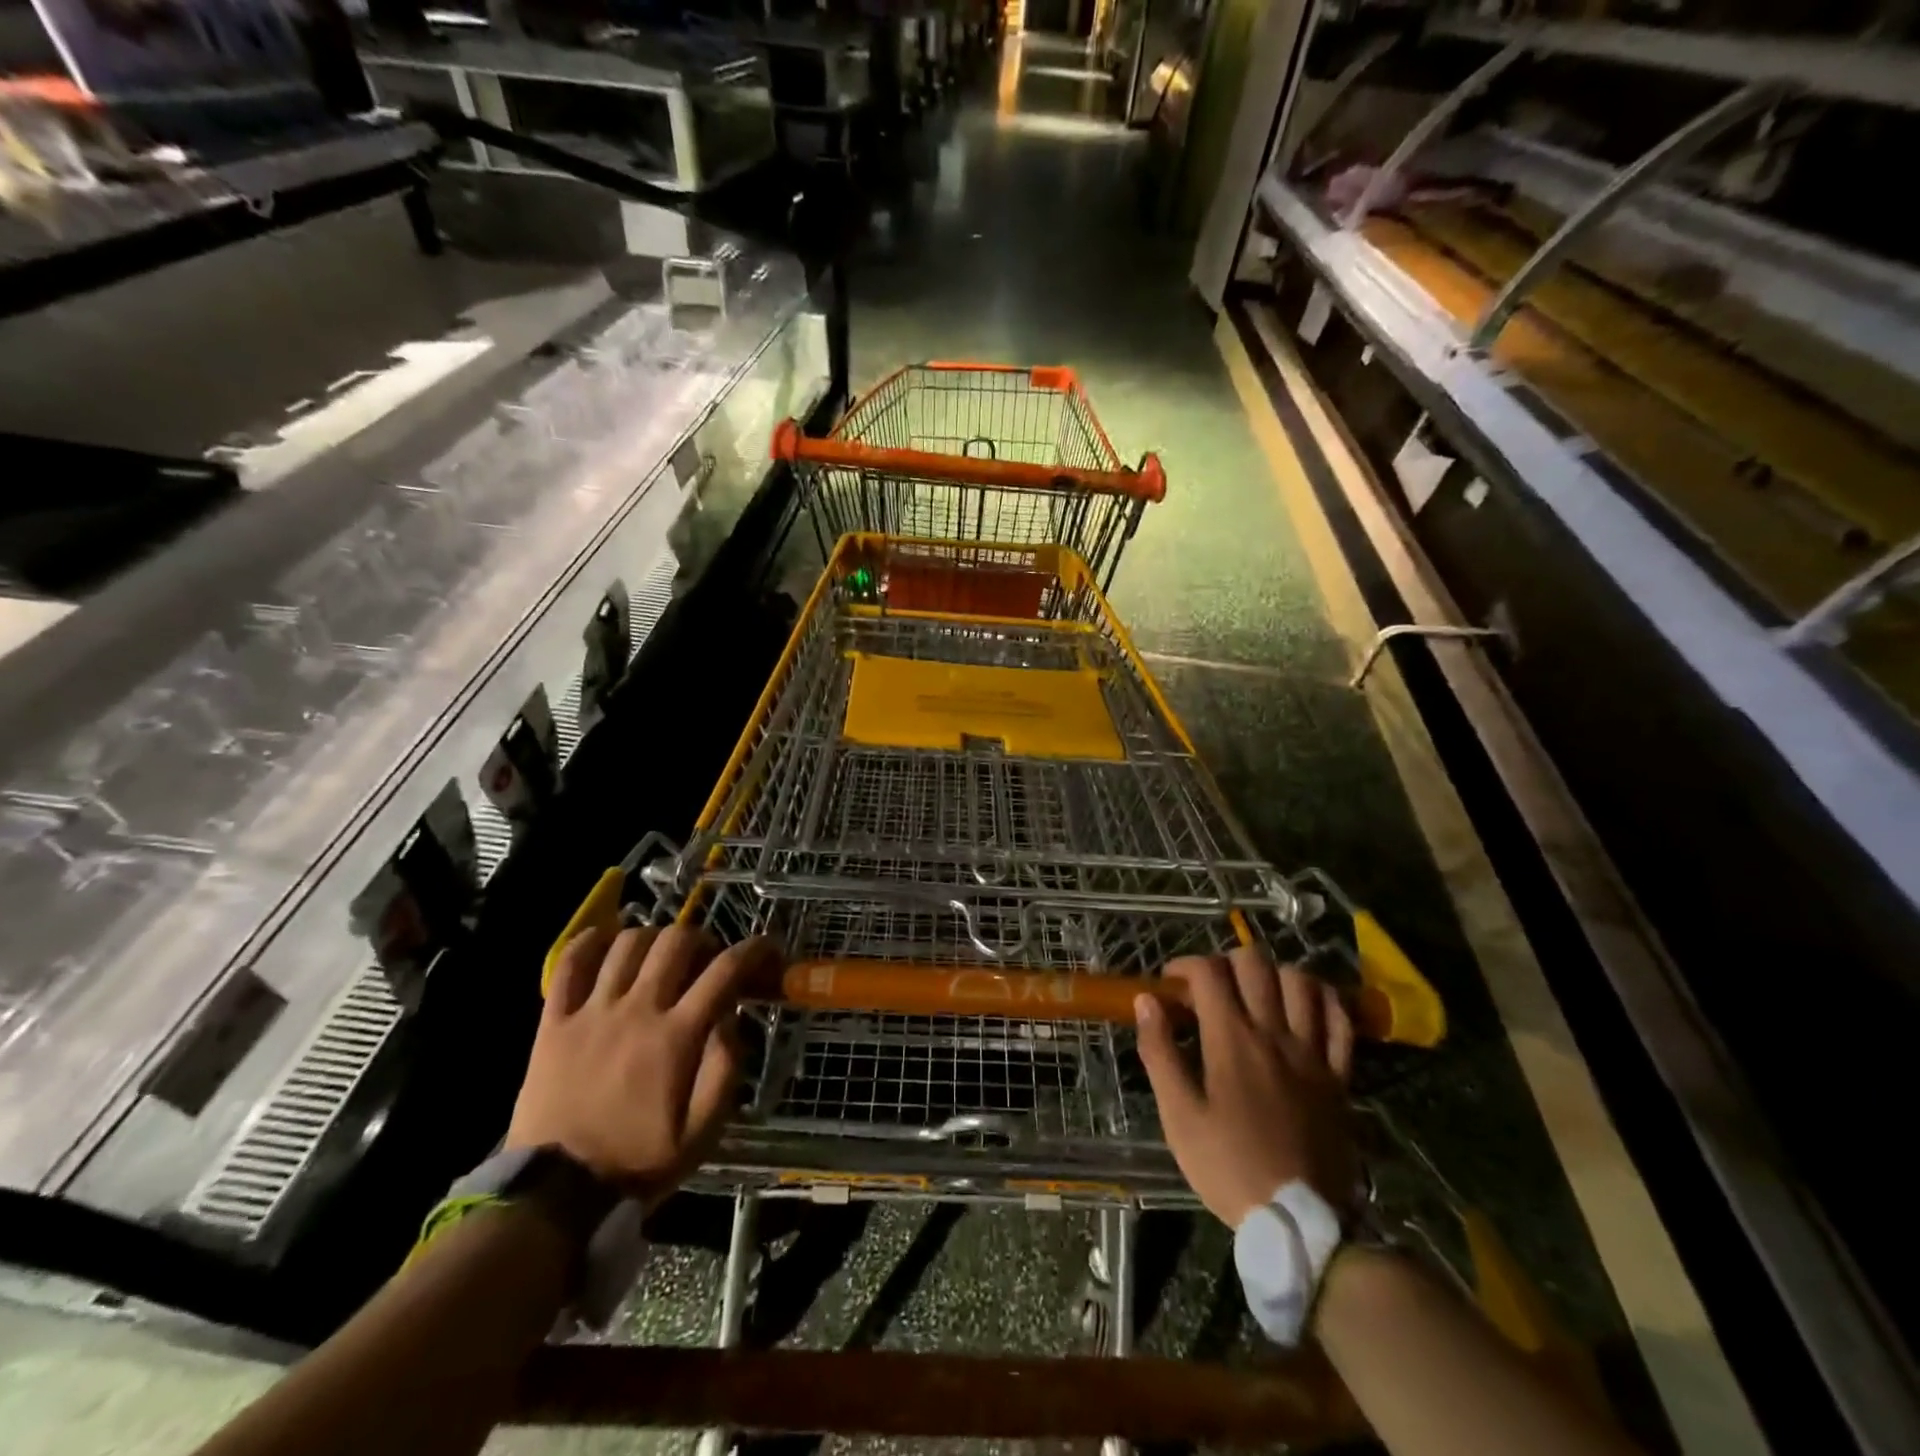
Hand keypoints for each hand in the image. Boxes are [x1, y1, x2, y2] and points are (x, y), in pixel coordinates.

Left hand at [506, 924, 778, 1203]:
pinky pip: (569, 964)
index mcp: (677, 1037)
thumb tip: (731, 1019)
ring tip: (661, 956)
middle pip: (676, 942)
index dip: (754, 950)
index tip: (767, 949)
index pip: (725, 971)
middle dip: (703, 940)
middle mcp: (637, 1011)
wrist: (555, 1196)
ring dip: (654, 938)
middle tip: (707, 959)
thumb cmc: (638, 1162)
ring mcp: (592, 1012)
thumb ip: (724, 1070)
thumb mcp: (702, 1132)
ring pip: (627, 944)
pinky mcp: (554, 1022)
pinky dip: (590, 942)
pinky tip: (607, 941)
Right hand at [1134, 947, 1358, 1228]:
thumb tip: (1147, 1002)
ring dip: (1274, 975)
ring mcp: (1312, 1053)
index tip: (1171, 985)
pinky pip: (1340, 1020)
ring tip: (1257, 993)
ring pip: (1301, 982)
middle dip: (1226, 962)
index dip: (1185, 966)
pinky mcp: (1339, 1076)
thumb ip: (1160, 1053)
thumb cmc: (1229, 1167)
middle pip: (1255, 964)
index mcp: (1231, 1040)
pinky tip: (1307, 1005)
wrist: (1301, 1224)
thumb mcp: (1179, 1116)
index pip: (1208, 973)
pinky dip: (1324, 1001)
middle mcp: (1274, 1033)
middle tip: (1212, 988)